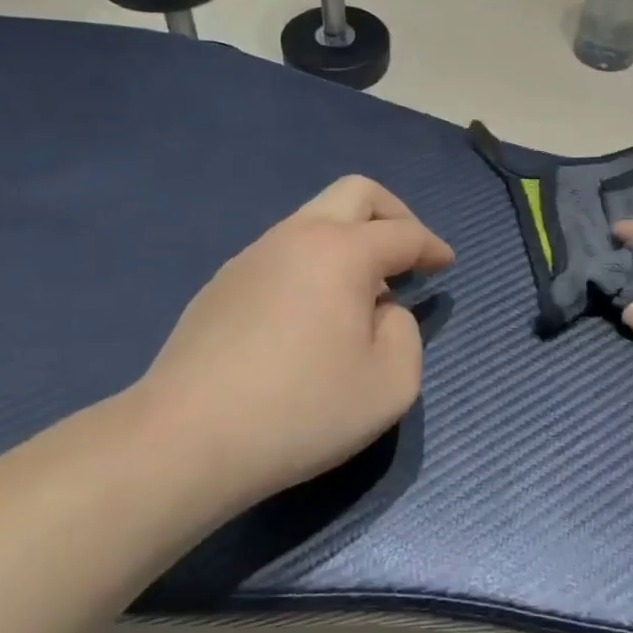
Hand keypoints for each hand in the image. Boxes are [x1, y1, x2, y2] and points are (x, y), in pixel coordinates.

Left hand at [130, 176, 453, 504]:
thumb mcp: (390, 384)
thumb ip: (405, 334)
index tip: (446, 264)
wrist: (186, 440)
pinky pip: (284, 253)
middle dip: (394, 213)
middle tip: (409, 253)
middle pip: (356, 193)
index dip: (433, 246)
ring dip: (351, 240)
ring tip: (363, 293)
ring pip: (314, 220)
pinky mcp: (222, 284)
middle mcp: (296, 237)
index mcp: (341, 252)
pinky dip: (315, 264)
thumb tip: (382, 311)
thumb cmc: (301, 410)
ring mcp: (253, 256)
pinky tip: (313, 315)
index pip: (403, 234)